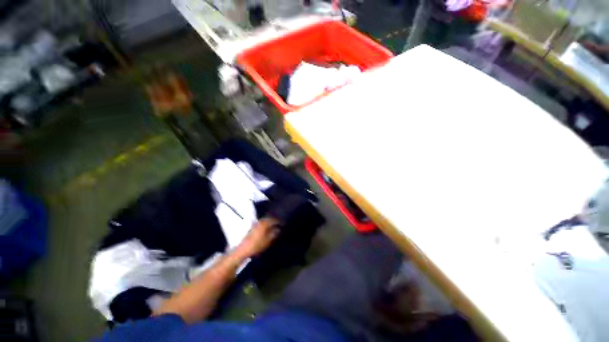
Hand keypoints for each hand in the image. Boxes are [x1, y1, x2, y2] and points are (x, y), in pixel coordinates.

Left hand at [234, 218, 279, 257]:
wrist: (242, 250)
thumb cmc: (256, 245)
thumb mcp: (267, 241)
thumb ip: (274, 234)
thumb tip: (278, 230)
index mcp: (264, 224)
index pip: (274, 220)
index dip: (279, 221)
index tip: (283, 223)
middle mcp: (260, 221)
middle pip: (269, 218)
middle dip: (274, 220)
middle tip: (279, 224)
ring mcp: (255, 224)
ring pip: (265, 220)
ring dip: (270, 222)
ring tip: (274, 226)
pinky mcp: (252, 227)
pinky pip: (261, 223)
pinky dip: (265, 224)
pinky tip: (267, 228)